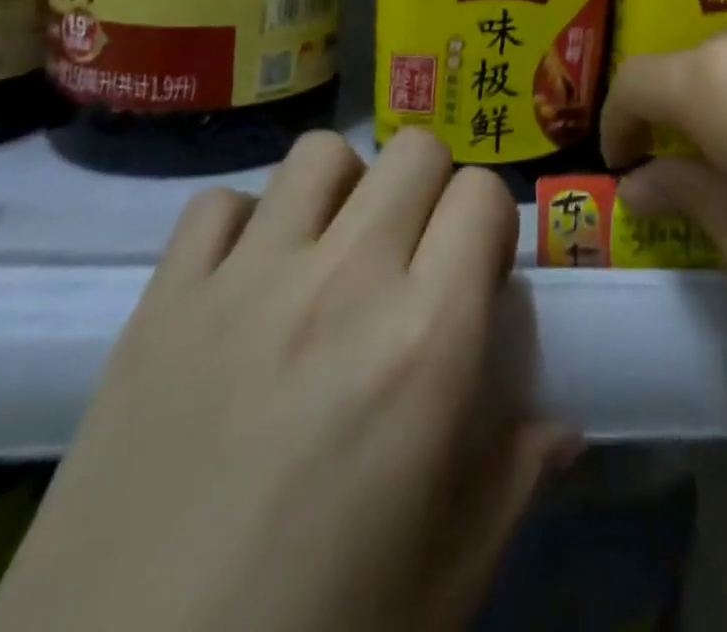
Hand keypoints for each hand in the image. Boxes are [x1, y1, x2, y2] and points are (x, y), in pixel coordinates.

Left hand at [0, 129, 574, 631]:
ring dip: (344, 189)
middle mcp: (344, 281)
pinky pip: (218, 204)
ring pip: (321, 155)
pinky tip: (244, 283)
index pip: (483, 193)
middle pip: (414, 150)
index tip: (476, 269)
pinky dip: (243, 225)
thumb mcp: (447, 577)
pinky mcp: (163, 301)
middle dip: (430, 189)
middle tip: (413, 255)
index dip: (489, 222)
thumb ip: (516, 476)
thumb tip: (563, 424)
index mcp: (425, 340)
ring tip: (332, 253)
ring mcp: (246, 280)